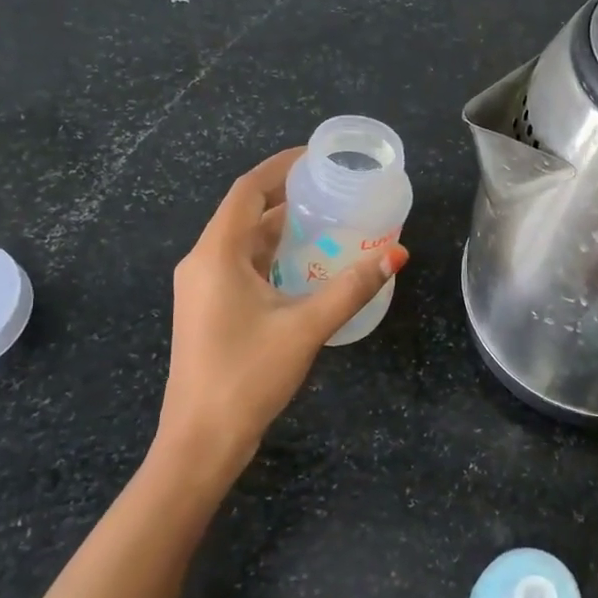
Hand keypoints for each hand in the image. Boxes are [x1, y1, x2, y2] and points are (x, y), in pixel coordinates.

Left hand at [154, 147, 408, 489]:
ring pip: (244, 244)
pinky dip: (273, 258)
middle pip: (245, 214)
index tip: (315, 157)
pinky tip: (305, 268)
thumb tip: (395, 255)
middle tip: (332, 191)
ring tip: (327, 223)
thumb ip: (352, 288)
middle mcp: (202, 263)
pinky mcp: (208, 310)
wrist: (201, 440)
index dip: (279, 167)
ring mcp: (201, 289)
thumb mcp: (306, 327)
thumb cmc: (247, 375)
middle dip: (287, 198)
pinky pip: (241, 268)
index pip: (247, 190)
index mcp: (216, 254)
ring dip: (281, 230)